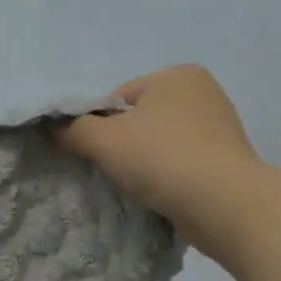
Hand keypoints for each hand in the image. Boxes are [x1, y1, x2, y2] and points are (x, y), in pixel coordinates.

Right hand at [56, 64, 261, 256]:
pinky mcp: (229, 162)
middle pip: (140, 120)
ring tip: (141, 188)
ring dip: (147, 164)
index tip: (98, 153)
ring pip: (162, 145)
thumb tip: (51, 128)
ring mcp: (221, 128)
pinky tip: (163, 196)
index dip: (99, 126)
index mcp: (178, 75)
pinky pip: (183, 165)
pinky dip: (169, 178)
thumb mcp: (104, 140)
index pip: (119, 98)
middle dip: (124, 145)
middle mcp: (204, 93)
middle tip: (116, 172)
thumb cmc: (162, 158)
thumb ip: (72, 130)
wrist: (225, 205)